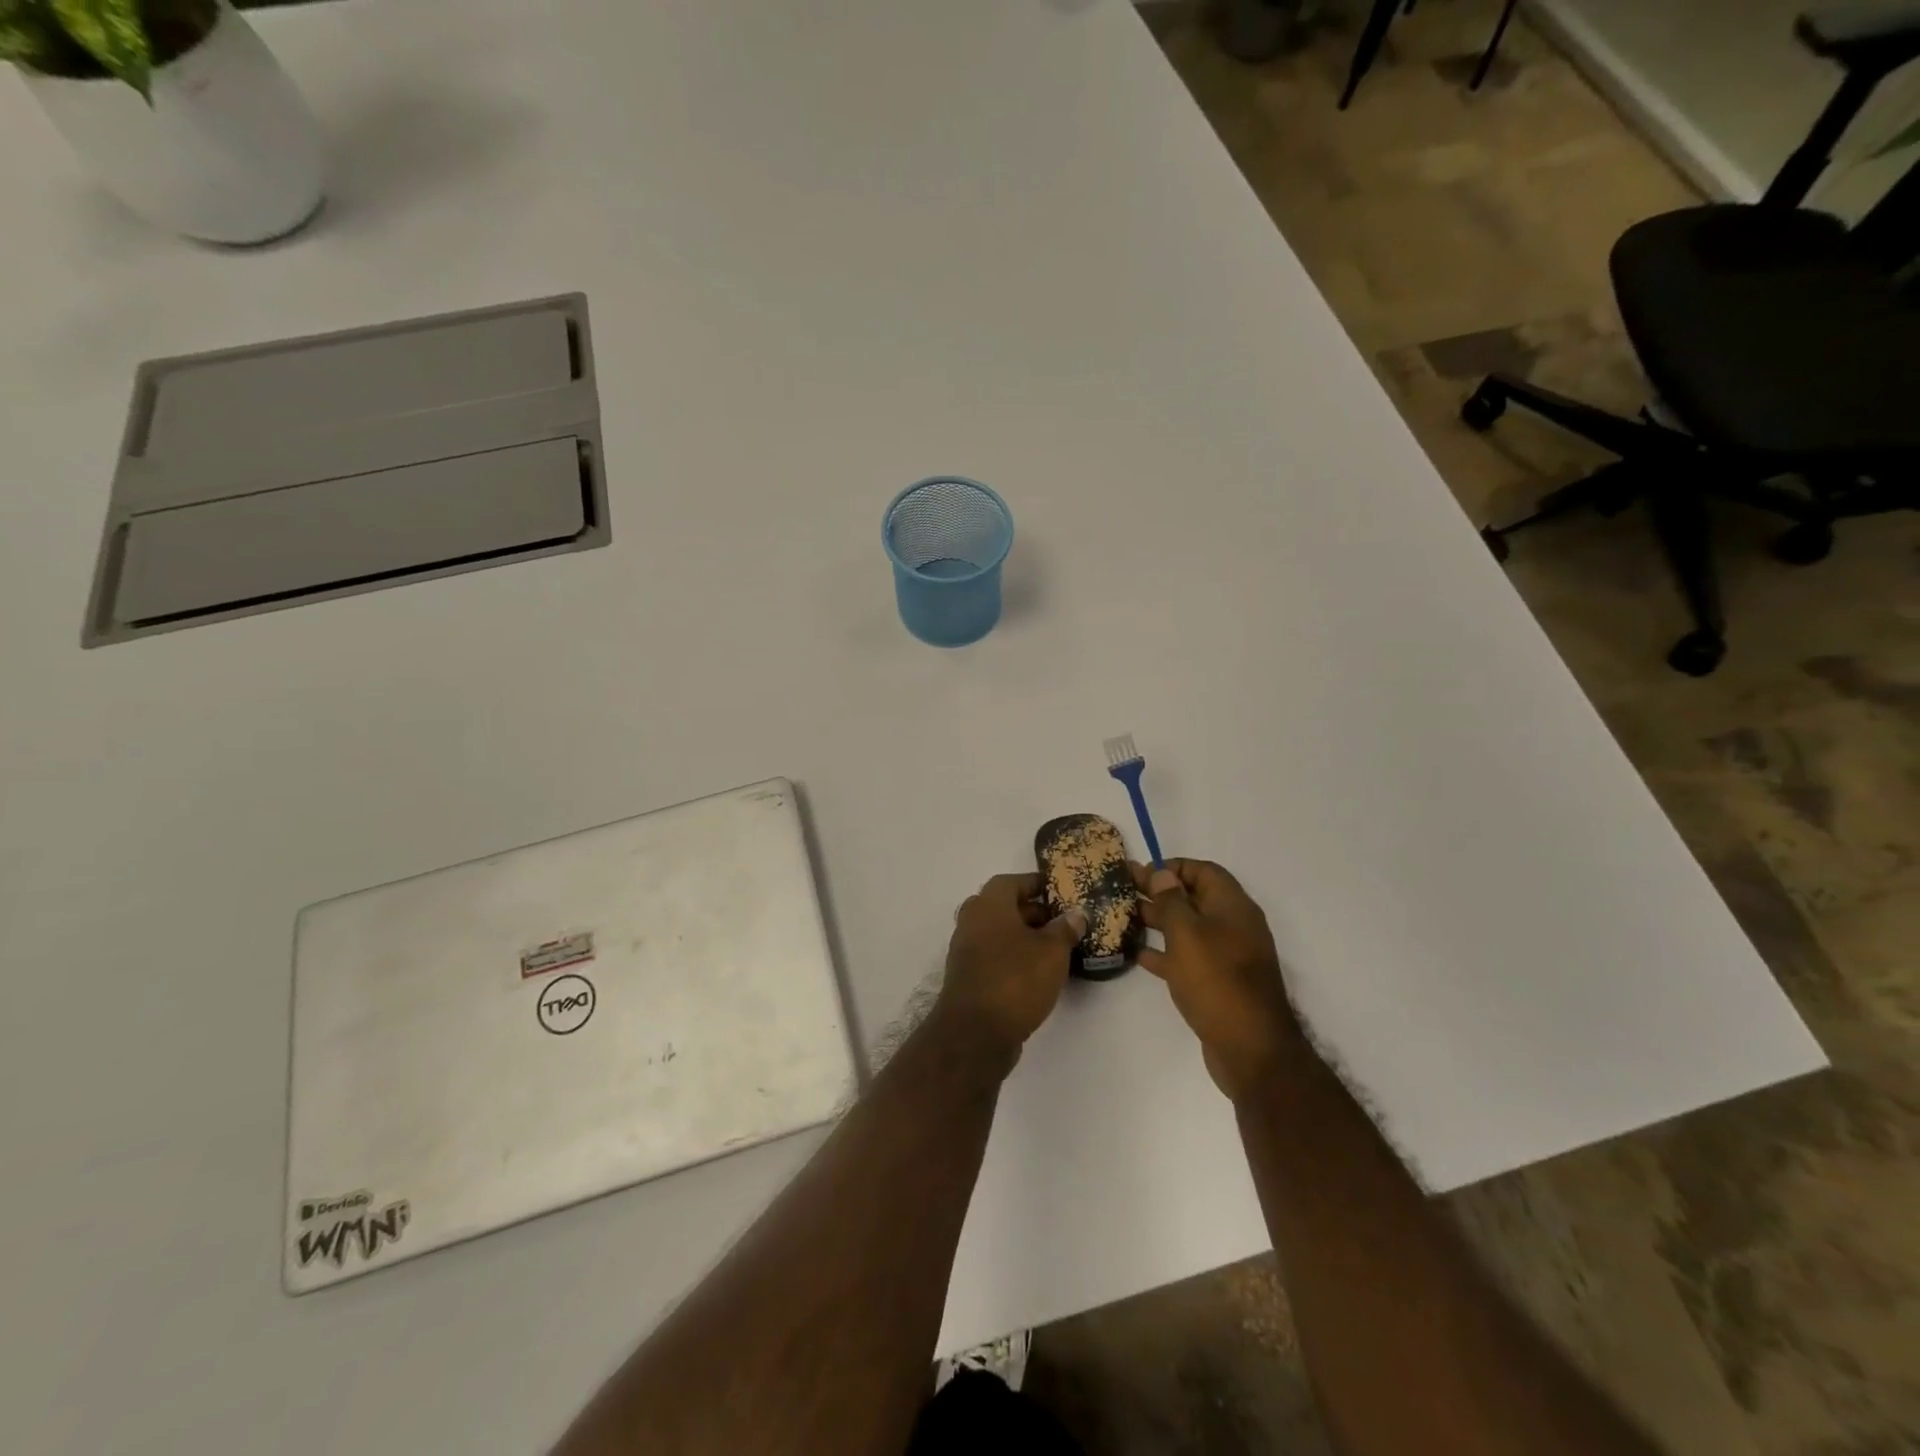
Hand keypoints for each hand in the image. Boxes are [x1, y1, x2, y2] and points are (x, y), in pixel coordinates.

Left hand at [936, 873, 1086, 1057]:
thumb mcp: (1052, 951)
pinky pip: (994, 956)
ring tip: (1055, 949)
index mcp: (988, 905)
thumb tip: (1075, 914)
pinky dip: (1013, 957)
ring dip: (1024, 937)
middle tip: (1062, 922)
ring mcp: (965, 950)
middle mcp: (971, 921)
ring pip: (998, 933)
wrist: (975, 1032)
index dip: (1035, 883)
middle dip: (1033, 912)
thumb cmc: (1016, 979)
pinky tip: (1037, 973)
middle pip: (1004, 907)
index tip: (1058, 891)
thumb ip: (1065, 929)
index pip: (1011, 881)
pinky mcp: (967, 977)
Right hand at [1133, 859, 1306, 1101]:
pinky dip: (1166, 953)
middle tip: (1124, 889)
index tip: (1142, 872)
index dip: (1173, 867)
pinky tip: (1139, 955)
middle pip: (1194, 898)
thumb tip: (1162, 873)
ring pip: (1189, 929)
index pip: (1203, 871)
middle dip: (1160, 892)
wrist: (1250, 1049)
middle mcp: (1233, 926)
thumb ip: (1171, 900)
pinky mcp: (1219, 983)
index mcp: (1233, 907)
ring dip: (1159, 921)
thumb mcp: (1187, 933)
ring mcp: (1228, 957)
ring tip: (1125, 917)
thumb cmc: (1216, 980)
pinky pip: (1189, 958)